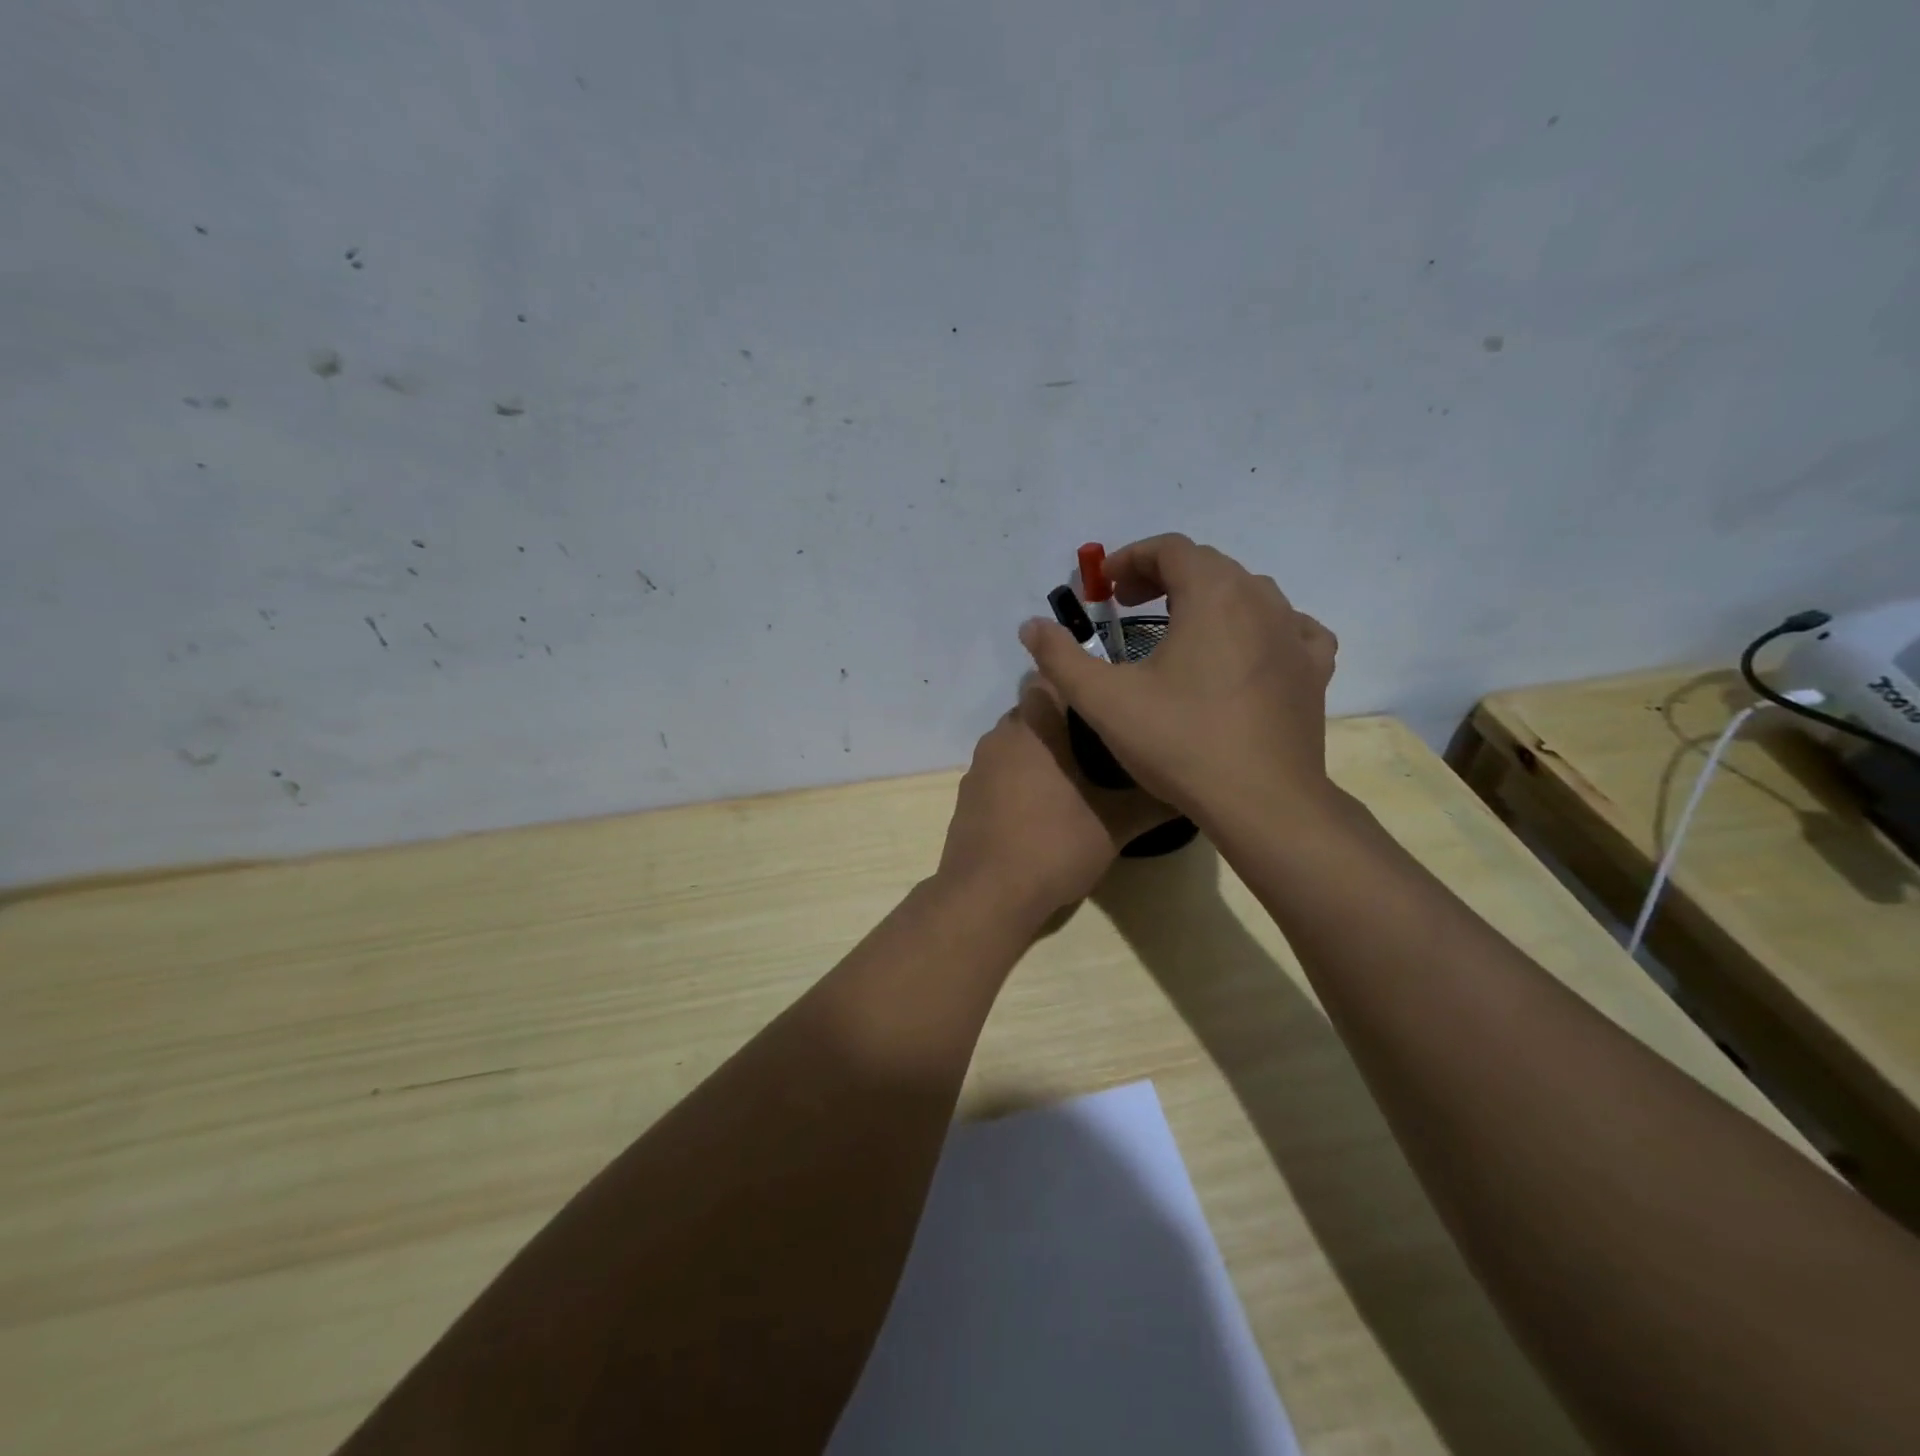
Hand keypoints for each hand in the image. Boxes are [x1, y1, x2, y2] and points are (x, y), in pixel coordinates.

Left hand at [937, 680, 1170, 923]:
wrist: (986, 895)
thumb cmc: (1054, 847)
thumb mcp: (1114, 826)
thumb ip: (1152, 801)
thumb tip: (1189, 788)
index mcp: (1035, 728)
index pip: (1052, 678)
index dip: (1080, 684)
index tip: (1107, 701)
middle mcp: (1001, 736)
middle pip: (1033, 709)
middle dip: (1064, 720)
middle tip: (1101, 741)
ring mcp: (978, 766)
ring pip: (1015, 740)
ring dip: (1040, 749)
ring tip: (1075, 775)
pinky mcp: (967, 794)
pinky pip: (999, 769)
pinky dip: (1019, 776)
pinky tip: (1040, 807)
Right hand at [1018, 533, 1338, 827]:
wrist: (1261, 802)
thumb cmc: (1179, 743)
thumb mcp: (1103, 700)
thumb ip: (1061, 657)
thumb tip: (1031, 626)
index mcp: (1212, 594)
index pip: (1170, 548)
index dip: (1130, 559)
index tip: (1103, 589)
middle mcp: (1260, 600)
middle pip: (1208, 565)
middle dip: (1162, 576)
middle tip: (1127, 607)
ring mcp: (1294, 634)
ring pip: (1247, 592)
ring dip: (1207, 598)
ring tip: (1179, 629)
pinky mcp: (1313, 669)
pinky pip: (1288, 628)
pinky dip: (1259, 627)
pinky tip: (1245, 650)